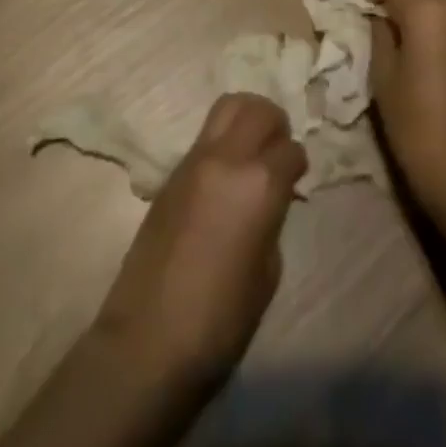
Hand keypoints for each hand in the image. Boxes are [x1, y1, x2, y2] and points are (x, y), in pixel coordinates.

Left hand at [92, 93, 305, 389]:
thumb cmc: (220, 320)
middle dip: (275, 124)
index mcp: (259, 184)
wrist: (148, 339)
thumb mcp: (267, 273)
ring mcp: (194, 160)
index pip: (290, 149)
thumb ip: (272, 219)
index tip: (297, 180)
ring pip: (227, 107)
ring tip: (252, 150)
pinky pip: (205, 136)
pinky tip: (224, 176)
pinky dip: (222, 141)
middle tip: (278, 152)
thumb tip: (270, 200)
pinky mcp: (170, 173)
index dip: (298, 165)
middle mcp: (227, 158)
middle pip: (258, 109)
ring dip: (246, 119)